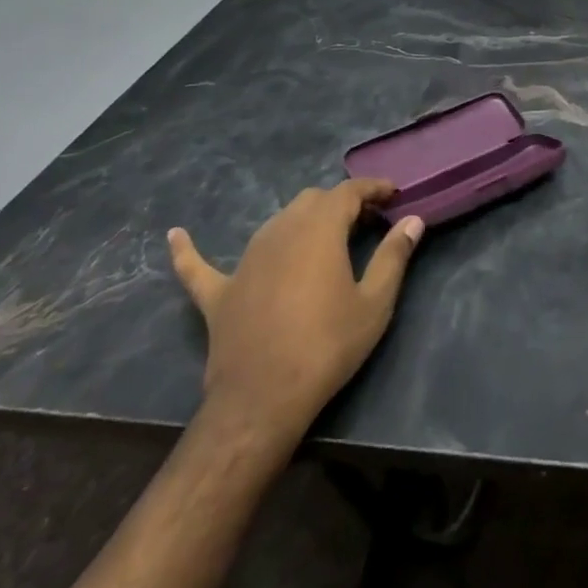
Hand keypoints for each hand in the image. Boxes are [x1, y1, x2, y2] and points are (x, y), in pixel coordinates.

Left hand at [168, 179, 423, 449]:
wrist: (262, 400)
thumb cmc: (327, 346)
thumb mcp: (374, 303)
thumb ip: (394, 256)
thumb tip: (413, 221)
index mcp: (319, 228)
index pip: (349, 191)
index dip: (372, 188)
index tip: (393, 194)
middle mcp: (280, 230)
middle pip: (313, 201)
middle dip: (340, 204)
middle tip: (365, 222)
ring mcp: (245, 259)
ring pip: (276, 222)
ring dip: (302, 221)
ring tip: (323, 236)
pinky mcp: (218, 292)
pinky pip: (199, 266)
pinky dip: (190, 250)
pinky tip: (175, 234)